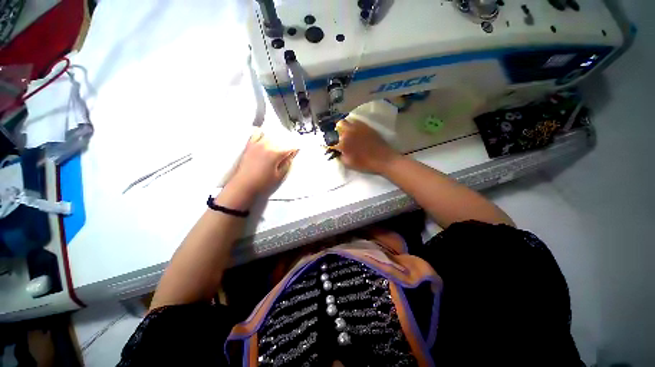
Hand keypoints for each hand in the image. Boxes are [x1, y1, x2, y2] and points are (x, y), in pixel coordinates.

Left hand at [229, 129, 297, 194]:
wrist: (243, 186)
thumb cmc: (261, 183)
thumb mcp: (279, 177)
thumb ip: (287, 165)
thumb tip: (291, 157)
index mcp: (276, 154)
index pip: (290, 147)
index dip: (295, 149)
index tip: (297, 151)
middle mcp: (266, 146)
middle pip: (281, 140)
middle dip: (287, 144)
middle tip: (289, 151)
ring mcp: (257, 144)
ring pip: (270, 136)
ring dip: (277, 139)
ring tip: (279, 144)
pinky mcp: (249, 146)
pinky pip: (256, 134)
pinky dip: (262, 133)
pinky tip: (265, 136)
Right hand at [335, 119, 399, 173]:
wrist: (383, 158)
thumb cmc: (366, 163)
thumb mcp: (349, 164)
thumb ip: (340, 157)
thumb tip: (337, 151)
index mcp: (343, 143)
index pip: (332, 140)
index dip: (331, 142)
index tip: (332, 145)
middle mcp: (348, 132)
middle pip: (337, 127)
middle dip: (336, 131)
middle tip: (338, 137)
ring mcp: (357, 127)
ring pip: (345, 121)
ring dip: (343, 126)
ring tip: (344, 131)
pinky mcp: (365, 125)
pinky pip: (355, 121)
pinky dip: (351, 123)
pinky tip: (353, 129)